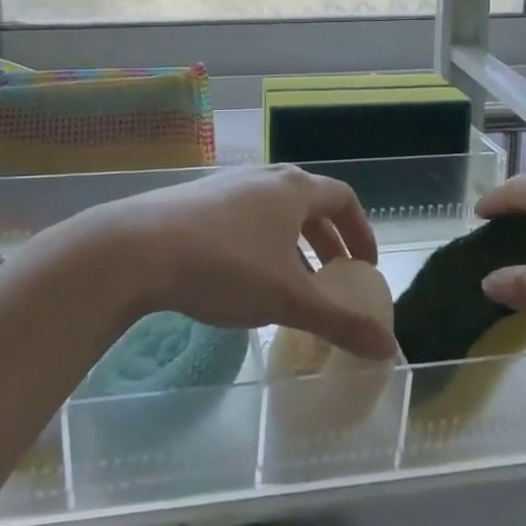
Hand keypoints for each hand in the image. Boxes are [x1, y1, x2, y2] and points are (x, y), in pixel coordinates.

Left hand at [85, 165, 397, 360]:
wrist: (136, 248)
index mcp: (293, 188)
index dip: (361, 232)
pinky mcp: (194, 199)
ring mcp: (225, 185)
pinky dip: (259, 243)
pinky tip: (241, 278)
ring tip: (290, 282)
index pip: (343, 198)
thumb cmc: (225, 266)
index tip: (366, 266)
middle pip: (309, 203)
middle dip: (327, 241)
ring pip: (273, 211)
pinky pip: (242, 217)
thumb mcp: (288, 299)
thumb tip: (389, 349)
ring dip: (292, 244)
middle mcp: (263, 177)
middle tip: (334, 278)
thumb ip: (340, 322)